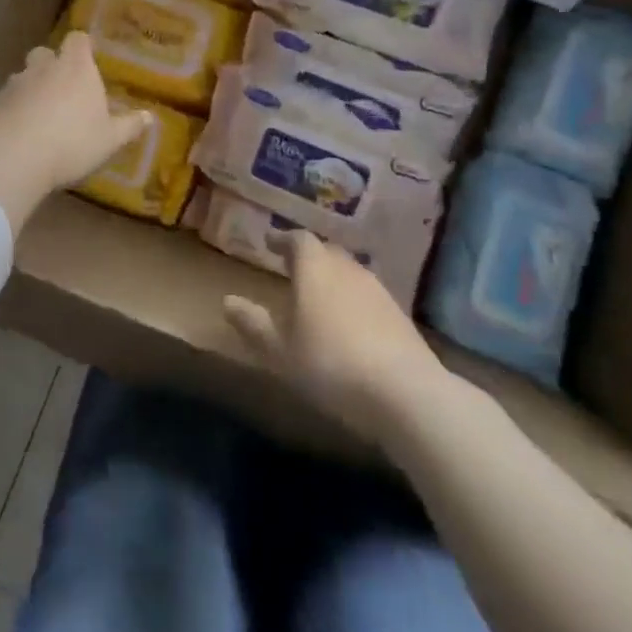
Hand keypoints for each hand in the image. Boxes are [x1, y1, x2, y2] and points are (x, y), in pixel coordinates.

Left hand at [0, 32, 149, 233]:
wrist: (13, 157)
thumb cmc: (72, 142)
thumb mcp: (109, 140)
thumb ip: (129, 126)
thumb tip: (150, 117)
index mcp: (76, 68)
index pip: (78, 40)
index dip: (82, 46)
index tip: (87, 56)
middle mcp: (44, 67)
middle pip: (46, 53)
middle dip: (52, 65)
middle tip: (63, 88)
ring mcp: (15, 84)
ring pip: (24, 76)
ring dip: (31, 88)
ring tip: (40, 115)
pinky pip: (7, 100)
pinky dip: (13, 110)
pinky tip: (19, 132)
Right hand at [224, 229, 448, 447]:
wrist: (405, 392)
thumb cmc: (330, 364)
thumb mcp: (280, 351)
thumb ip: (254, 324)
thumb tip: (227, 301)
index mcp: (314, 267)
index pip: (298, 240)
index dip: (283, 240)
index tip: (270, 243)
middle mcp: (346, 267)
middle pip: (325, 252)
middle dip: (308, 257)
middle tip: (292, 268)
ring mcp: (376, 289)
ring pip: (348, 273)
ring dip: (332, 279)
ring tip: (319, 296)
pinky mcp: (398, 314)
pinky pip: (367, 296)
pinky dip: (353, 301)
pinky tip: (349, 324)